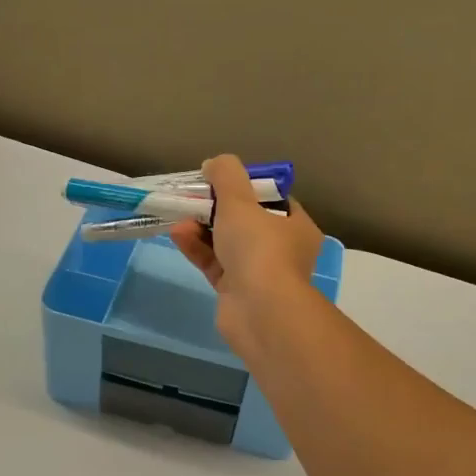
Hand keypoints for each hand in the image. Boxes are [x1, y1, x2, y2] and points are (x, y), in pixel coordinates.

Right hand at [169, 154, 324, 354]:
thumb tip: (214, 163)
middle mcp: (282, 251)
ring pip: (227, 244)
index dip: (247, 187)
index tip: (221, 181)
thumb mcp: (240, 201)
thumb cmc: (259, 248)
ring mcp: (259, 274)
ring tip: (179, 217)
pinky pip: (214, 264)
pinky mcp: (236, 292)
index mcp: (297, 227)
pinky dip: (198, 249)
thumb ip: (226, 176)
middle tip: (193, 198)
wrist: (260, 311)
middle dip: (216, 209)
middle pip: (246, 222)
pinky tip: (178, 236)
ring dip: (202, 229)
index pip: (273, 200)